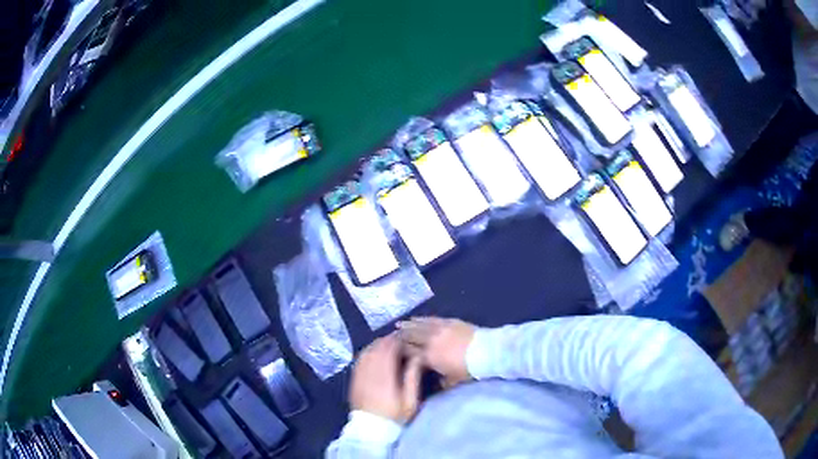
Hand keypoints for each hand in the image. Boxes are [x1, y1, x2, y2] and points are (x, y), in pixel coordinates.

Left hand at [349, 333, 422, 423]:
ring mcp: (359, 375)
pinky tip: (374, 353)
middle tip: (399, 339)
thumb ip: (413, 377)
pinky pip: (359, 359)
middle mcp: (369, 371)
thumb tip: (418, 357)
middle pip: (377, 347)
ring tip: (388, 344)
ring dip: (377, 344)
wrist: (371, 429)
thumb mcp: (410, 400)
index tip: (407, 339)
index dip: (398, 341)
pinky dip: (368, 351)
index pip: (389, 350)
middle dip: (388, 340)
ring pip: (367, 351)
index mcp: (385, 375)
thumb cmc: (394, 415)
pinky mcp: (354, 379)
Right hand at [397, 317, 475, 386]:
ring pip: (419, 326)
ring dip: (407, 325)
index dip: (400, 350)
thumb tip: (436, 382)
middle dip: (400, 336)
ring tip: (398, 324)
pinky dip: (422, 319)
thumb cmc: (469, 369)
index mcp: (429, 357)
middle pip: (410, 337)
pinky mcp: (449, 322)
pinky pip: (431, 319)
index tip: (392, 350)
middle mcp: (430, 341)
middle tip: (391, 335)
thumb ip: (441, 381)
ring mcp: (439, 330)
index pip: (409, 352)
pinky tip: (415, 318)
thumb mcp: (453, 380)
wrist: (486, 352)